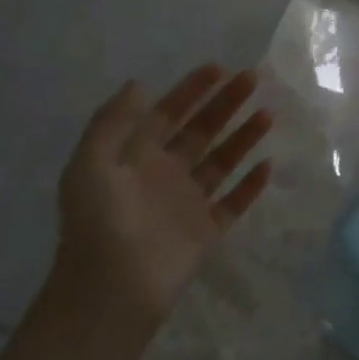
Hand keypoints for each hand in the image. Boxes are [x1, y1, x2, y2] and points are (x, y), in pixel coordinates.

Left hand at [50, 65, 272, 339]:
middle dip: (225, 104)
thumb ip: (111, 123)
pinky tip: (268, 164)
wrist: (110, 292)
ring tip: (267, 114)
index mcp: (136, 158)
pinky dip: (251, 185)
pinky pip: (234, 202)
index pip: (168, 114)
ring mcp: (187, 203)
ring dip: (243, 137)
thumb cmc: (99, 223)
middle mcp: (164, 175)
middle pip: (201, 130)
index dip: (191, 90)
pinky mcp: (206, 231)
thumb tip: (138, 84)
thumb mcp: (89, 165)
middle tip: (252, 79)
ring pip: (222, 161)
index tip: (218, 67)